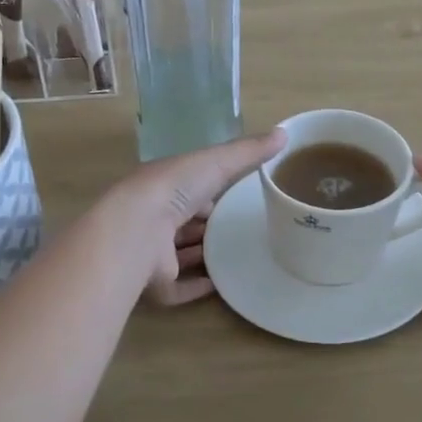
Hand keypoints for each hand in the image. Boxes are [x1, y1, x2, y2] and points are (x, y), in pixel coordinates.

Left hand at [106, 129, 285, 307]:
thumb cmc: (174, 188)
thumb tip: (284, 133)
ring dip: (203, 254)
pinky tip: (221, 285)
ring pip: (180, 254)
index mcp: (164, 187)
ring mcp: (153, 252)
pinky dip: (197, 286)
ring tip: (237, 256)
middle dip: (206, 224)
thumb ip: (248, 152)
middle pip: (184, 221)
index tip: (235, 195)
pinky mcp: (156, 282)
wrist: (137, 230)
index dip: (209, 190)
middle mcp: (154, 218)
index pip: (189, 188)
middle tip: (240, 228)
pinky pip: (178, 288)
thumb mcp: (217, 162)